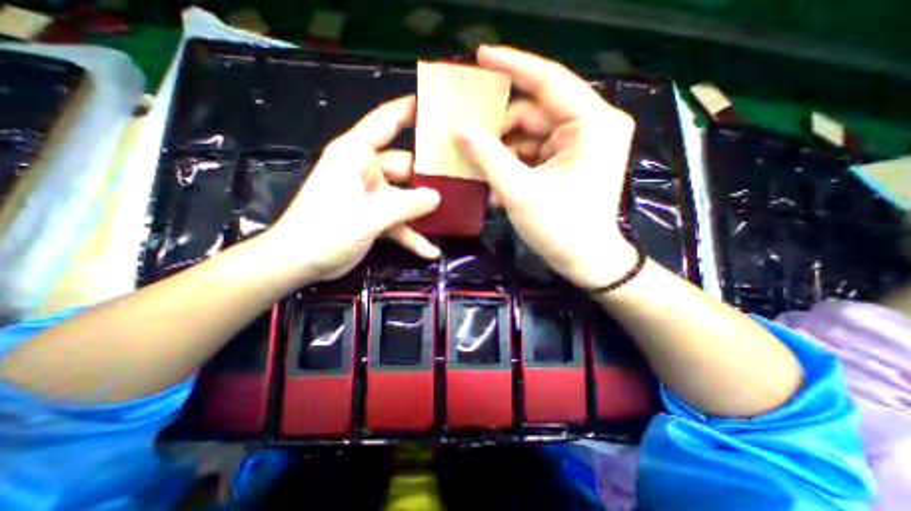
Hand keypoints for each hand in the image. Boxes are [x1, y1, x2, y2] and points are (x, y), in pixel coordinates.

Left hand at [259, 96, 441, 283]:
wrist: (299, 263)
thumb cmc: (326, 230)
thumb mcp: (368, 216)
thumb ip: (405, 204)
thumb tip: (437, 197)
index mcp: (356, 155)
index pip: (384, 122)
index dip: (408, 110)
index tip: (435, 104)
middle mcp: (366, 171)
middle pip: (405, 166)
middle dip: (429, 177)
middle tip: (461, 180)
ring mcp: (371, 196)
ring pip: (406, 197)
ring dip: (424, 210)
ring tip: (453, 214)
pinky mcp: (374, 217)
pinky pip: (399, 222)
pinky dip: (412, 235)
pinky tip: (430, 251)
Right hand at [459, 46, 635, 288]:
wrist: (586, 262)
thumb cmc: (560, 229)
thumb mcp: (520, 191)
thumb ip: (488, 156)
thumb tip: (460, 129)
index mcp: (592, 124)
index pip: (549, 80)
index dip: (513, 66)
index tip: (481, 56)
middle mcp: (590, 127)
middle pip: (534, 113)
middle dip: (499, 127)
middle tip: (466, 136)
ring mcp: (579, 147)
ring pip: (530, 136)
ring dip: (502, 153)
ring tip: (478, 168)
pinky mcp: (569, 164)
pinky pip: (534, 154)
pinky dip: (513, 167)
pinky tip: (497, 187)